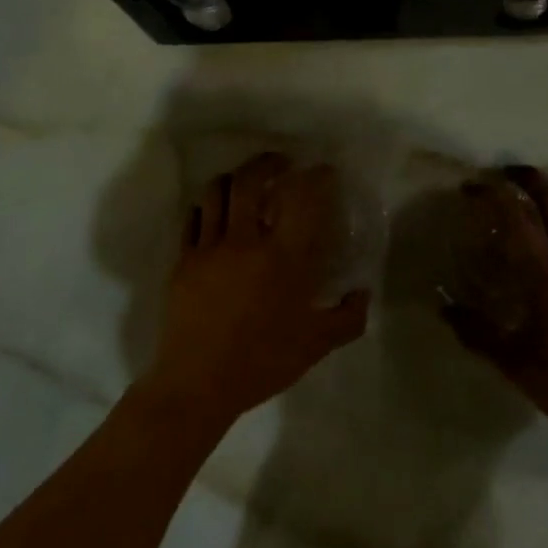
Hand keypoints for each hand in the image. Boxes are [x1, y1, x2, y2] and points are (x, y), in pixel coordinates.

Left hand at [146, 152, 370, 428]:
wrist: (197, 385)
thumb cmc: (261, 363)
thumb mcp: (315, 345)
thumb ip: (347, 318)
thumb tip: (364, 293)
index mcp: (283, 257)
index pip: (303, 199)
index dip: (316, 177)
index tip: (324, 171)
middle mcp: (246, 241)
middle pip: (251, 180)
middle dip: (267, 162)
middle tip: (281, 163)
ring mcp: (210, 247)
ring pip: (217, 191)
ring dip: (235, 178)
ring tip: (246, 182)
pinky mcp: (184, 260)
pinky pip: (194, 218)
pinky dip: (207, 206)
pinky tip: (216, 212)